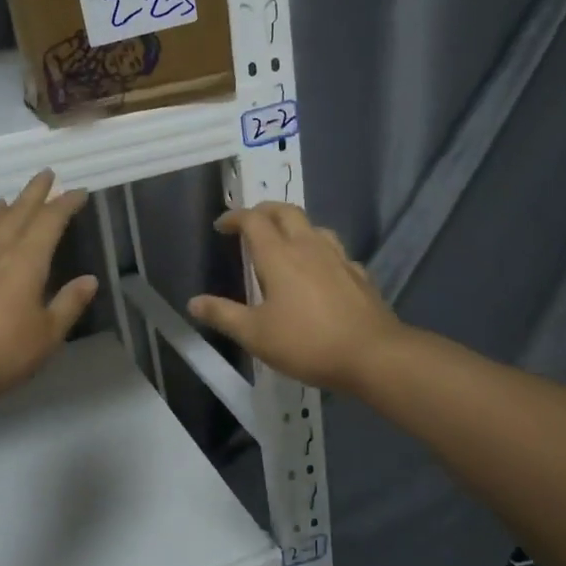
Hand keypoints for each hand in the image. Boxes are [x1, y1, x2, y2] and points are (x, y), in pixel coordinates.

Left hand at [0, 170, 98, 410]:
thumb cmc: (4, 354)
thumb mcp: (48, 334)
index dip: (65, 204)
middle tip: (45, 174)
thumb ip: (69, 303)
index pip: (50, 222)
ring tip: (5, 199)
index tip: (78, 192)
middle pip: (17, 214)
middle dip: (33, 193)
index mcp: (26, 262)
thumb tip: (89, 279)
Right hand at [188, 202, 402, 392]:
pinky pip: (334, 251)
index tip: (221, 225)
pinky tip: (319, 270)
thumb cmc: (306, 342)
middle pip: (286, 211)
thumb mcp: (255, 335)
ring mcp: (338, 258)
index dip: (235, 217)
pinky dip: (319, 251)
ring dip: (294, 226)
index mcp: (279, 255)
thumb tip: (193, 302)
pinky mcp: (359, 274)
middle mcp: (308, 246)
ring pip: (314, 227)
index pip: (254, 220)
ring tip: (284, 242)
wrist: (372, 354)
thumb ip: (223, 315)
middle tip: (250, 223)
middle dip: (264, 211)